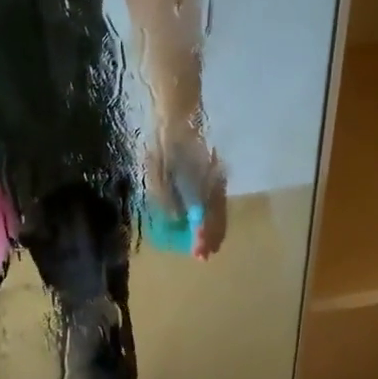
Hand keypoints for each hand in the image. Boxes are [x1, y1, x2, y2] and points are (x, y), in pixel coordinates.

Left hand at [144, 124, 227, 257]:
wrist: (175, 122)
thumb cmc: (163, 149)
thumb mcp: (157, 175)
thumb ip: (166, 200)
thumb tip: (175, 221)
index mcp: (202, 187)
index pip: (206, 220)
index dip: (202, 238)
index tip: (198, 254)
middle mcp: (213, 186)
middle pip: (217, 218)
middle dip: (211, 238)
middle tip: (204, 256)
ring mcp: (215, 181)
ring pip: (220, 211)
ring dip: (214, 230)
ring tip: (209, 246)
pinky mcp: (212, 177)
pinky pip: (217, 202)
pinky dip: (215, 216)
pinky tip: (207, 223)